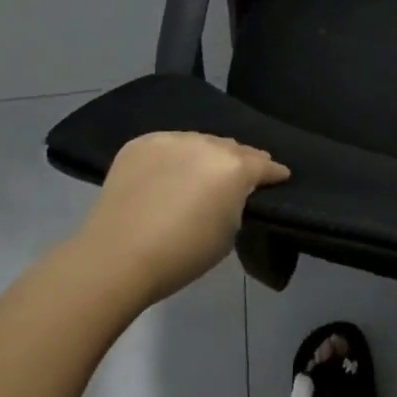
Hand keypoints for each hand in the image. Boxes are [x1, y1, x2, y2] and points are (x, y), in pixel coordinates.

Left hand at [77, 133, 289, 311]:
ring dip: (204, 156)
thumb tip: (231, 193)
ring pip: (198, 142)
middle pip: (231, 148)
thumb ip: (236, 204)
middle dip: (239, 161)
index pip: (264, 164)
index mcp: (235, 167)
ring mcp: (171, 139)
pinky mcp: (141, 143)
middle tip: (239, 177)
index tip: (280, 177)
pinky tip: (166, 175)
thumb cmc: (182, 254)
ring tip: (200, 174)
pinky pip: (167, 146)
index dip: (275, 173)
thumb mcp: (228, 234)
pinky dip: (172, 158)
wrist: (116, 257)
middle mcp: (207, 143)